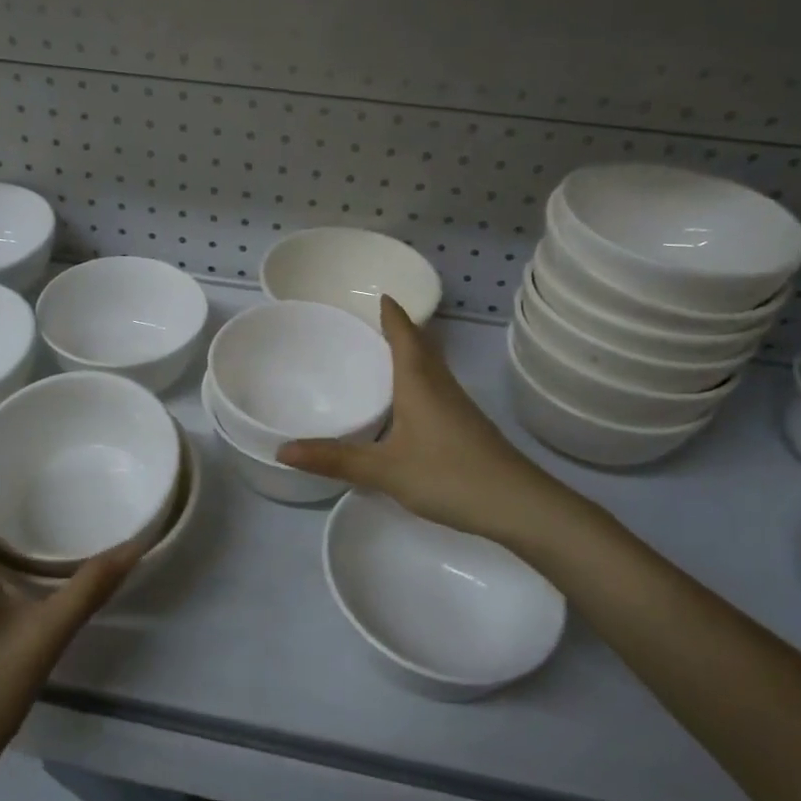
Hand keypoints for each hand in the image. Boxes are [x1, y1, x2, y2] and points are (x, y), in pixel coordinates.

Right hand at [278, 297, 596, 554]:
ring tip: (385, 353)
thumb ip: (335, 459)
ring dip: (412, 353)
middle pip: (422, 345)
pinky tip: (408, 403)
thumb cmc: (448, 476)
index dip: (392, 314)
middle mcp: (440, 386)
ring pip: (431, 367)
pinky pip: (437, 388)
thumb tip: (282, 450)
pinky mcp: (467, 427)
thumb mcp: (384, 470)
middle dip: (400, 329)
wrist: (518, 505)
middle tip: (374, 320)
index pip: (404, 335)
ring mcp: (458, 406)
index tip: (380, 294)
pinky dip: (419, 380)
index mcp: (419, 382)